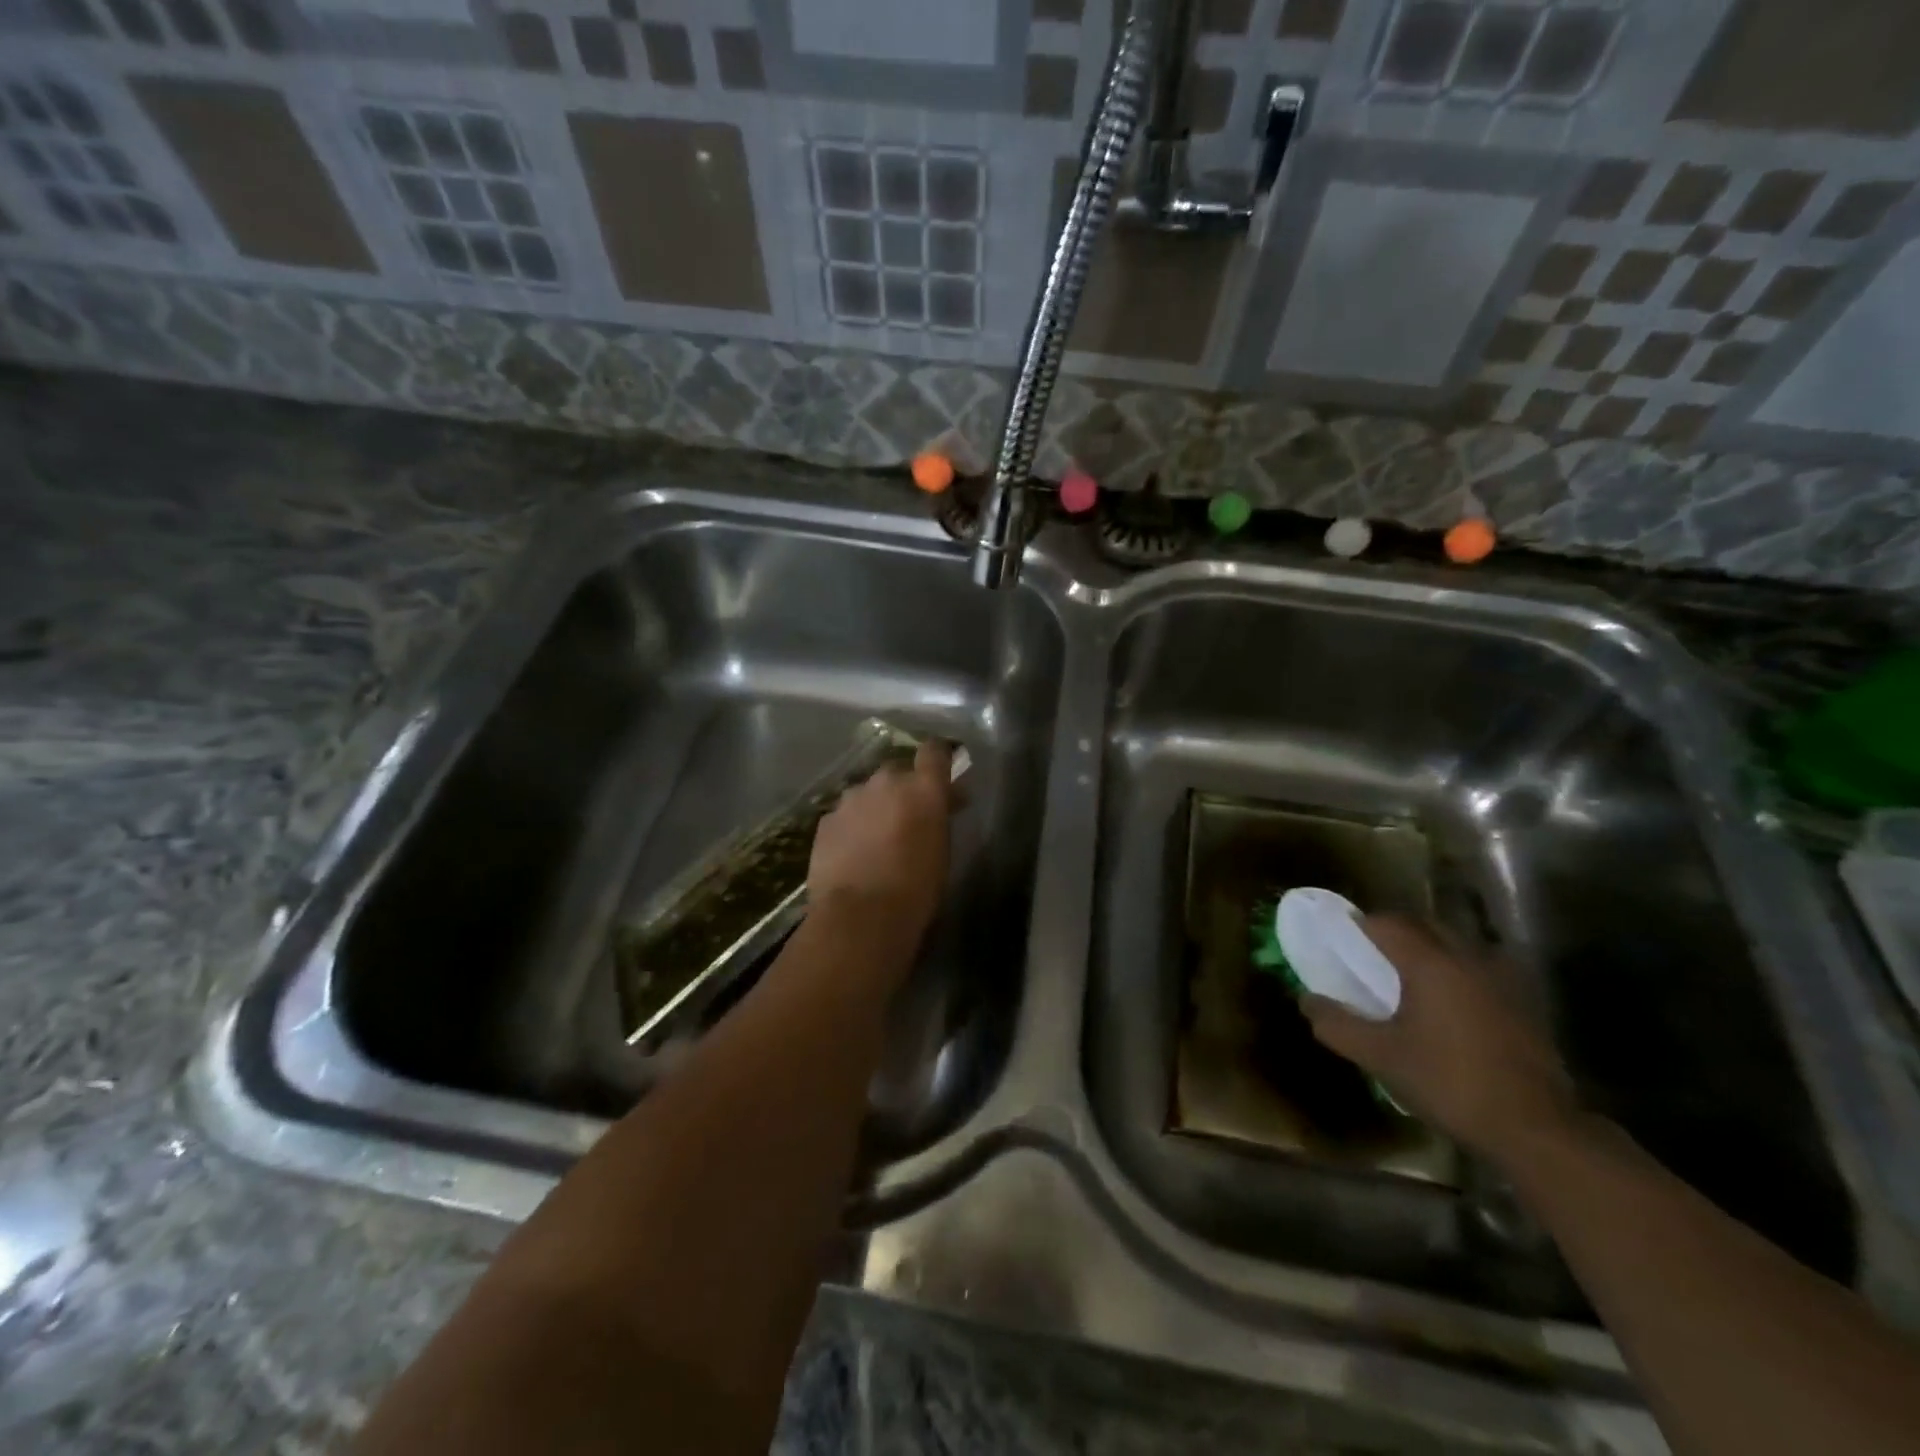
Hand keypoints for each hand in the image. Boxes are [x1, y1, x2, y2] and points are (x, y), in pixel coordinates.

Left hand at [808, 741, 953, 947]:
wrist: (860, 916)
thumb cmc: (916, 889)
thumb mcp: (942, 850)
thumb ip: (940, 816)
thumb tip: (946, 800)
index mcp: (923, 788)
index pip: (934, 750)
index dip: (937, 758)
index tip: (941, 773)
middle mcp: (886, 782)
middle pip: (897, 771)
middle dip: (903, 788)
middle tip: (908, 816)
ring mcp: (851, 798)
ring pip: (867, 793)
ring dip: (874, 807)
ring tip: (876, 839)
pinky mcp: (826, 820)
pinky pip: (844, 815)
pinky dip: (851, 827)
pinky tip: (852, 853)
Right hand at [1302, 916, 1575, 1161]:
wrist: (1536, 1129)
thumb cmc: (1450, 1083)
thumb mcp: (1381, 1057)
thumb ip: (1337, 1024)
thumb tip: (1307, 1000)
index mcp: (1430, 963)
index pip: (1387, 923)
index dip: (1359, 925)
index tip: (1341, 939)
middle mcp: (1468, 958)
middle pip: (1424, 926)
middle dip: (1394, 933)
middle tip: (1369, 956)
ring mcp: (1502, 979)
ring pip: (1456, 945)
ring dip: (1428, 950)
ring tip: (1408, 978)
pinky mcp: (1524, 1003)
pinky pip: (1479, 969)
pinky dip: (1456, 972)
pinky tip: (1448, 1004)